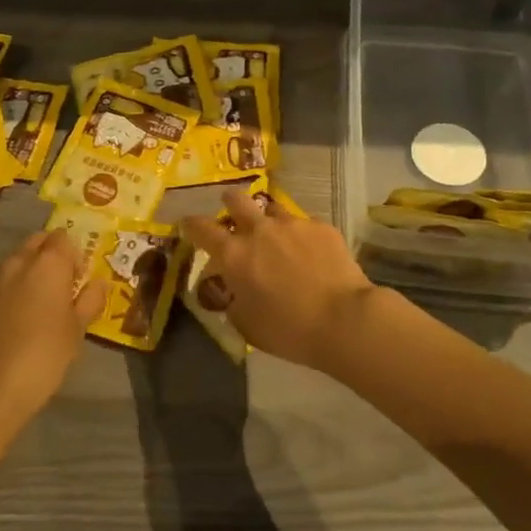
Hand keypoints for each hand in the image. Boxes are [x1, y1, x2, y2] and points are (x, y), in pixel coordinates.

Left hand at [0, 229, 105, 431]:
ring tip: (37, 305)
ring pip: (16, 260)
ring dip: (29, 271)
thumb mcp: (77, 330)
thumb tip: (98, 283)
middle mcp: (17, 261)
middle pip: (37, 242)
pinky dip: (10, 288)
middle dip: (50, 255)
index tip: (78, 282)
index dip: (74, 256)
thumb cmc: (43, 356)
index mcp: (48, 263)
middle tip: (60, 288)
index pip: (63, 238)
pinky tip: (14, 318)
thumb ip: (90, 300)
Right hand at [181, 189, 377, 370]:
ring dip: (268, 219)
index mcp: (234, 255)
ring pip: (272, 209)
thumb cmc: (289, 330)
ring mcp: (292, 224)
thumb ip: (234, 301)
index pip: (200, 228)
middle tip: (231, 211)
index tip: (187, 224)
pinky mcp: (321, 227)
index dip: (190, 224)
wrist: (343, 319)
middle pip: (236, 200)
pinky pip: (304, 224)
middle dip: (229, 202)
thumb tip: (234, 291)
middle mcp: (259, 230)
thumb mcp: (247, 325)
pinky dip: (301, 235)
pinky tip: (311, 253)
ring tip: (277, 235)